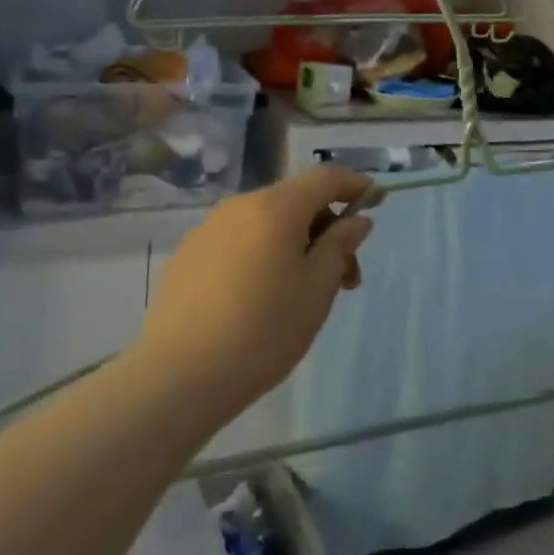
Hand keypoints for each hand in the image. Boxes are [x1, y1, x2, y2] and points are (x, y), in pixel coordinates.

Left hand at [136, 166, 374, 423]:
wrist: (178, 377)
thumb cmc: (263, 330)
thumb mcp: (317, 289)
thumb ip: (340, 246)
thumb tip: (356, 219)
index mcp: (276, 207)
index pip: (325, 177)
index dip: (354, 183)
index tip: (375, 200)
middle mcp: (241, 206)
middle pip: (296, 201)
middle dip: (327, 229)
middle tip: (345, 278)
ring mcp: (209, 229)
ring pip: (267, 223)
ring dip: (295, 244)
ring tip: (305, 293)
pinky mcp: (188, 255)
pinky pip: (239, 241)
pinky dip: (263, 255)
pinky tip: (262, 298)